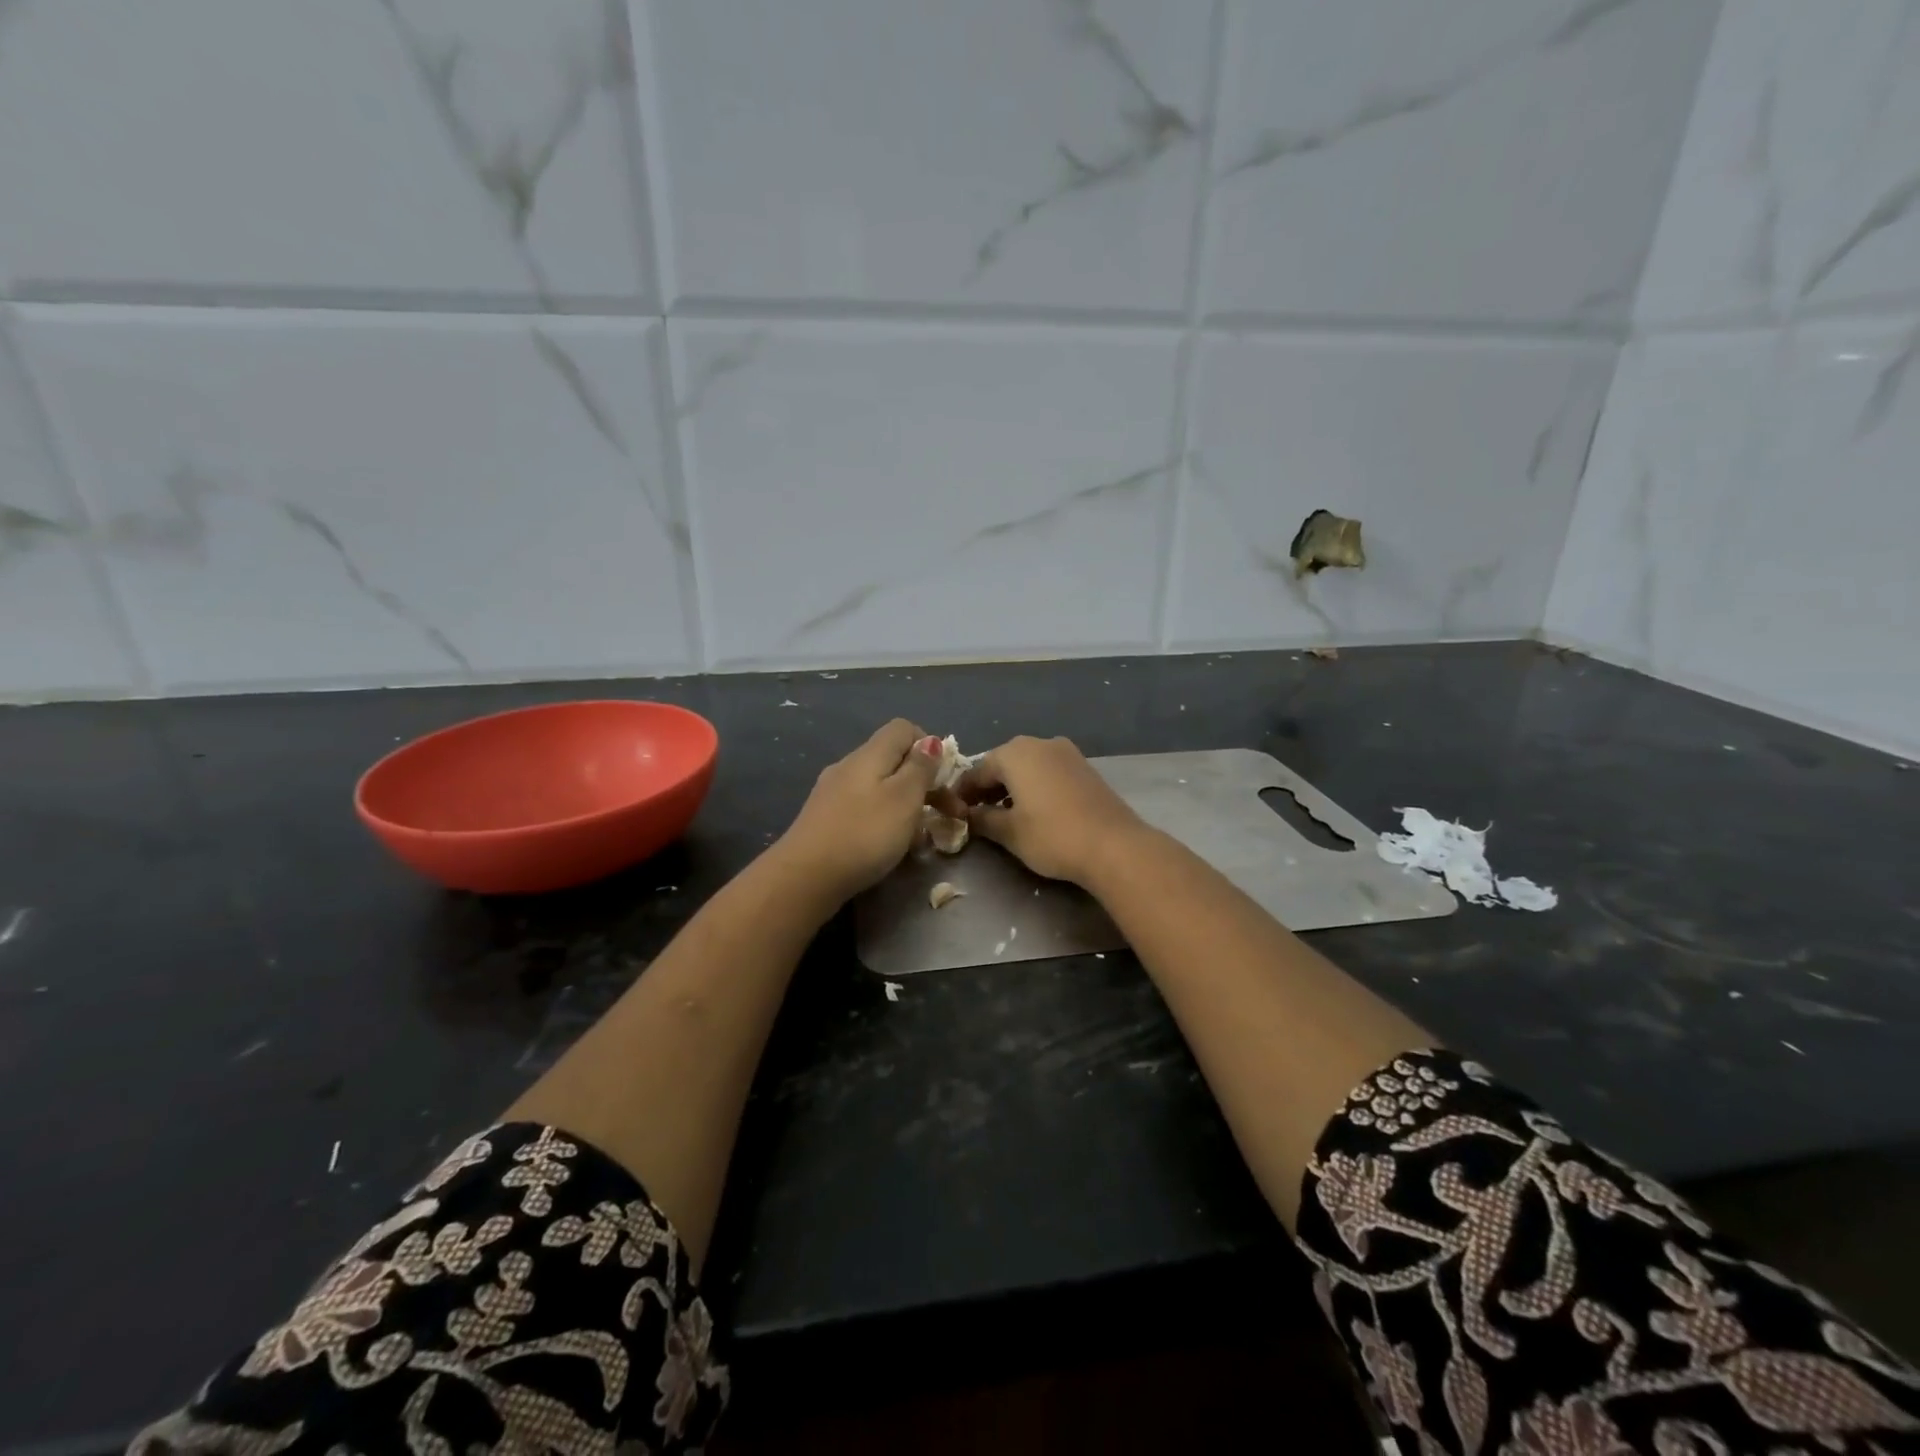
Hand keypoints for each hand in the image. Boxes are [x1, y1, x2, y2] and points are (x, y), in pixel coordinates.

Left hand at [772, 719, 945, 901]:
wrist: (804, 877)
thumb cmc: (863, 834)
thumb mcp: (904, 798)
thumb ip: (920, 768)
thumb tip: (931, 741)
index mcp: (869, 755)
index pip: (904, 729)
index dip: (929, 747)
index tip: (944, 778)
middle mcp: (848, 766)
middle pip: (893, 760)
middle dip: (924, 783)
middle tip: (948, 814)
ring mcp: (832, 793)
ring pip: (879, 787)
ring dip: (905, 806)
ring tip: (920, 837)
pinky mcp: (824, 819)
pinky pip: (863, 809)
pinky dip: (883, 821)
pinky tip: (889, 847)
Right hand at [956, 735, 1147, 885]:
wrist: (1114, 845)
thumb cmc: (1052, 836)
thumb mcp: (1010, 832)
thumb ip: (983, 819)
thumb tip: (968, 815)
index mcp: (1015, 753)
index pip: (977, 770)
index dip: (963, 792)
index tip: (953, 811)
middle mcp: (1039, 743)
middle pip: (1003, 763)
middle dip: (988, 787)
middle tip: (976, 813)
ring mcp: (1066, 752)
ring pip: (1027, 766)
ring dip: (1012, 786)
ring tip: (1004, 814)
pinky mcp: (1084, 767)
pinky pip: (1048, 771)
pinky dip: (1034, 786)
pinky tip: (1034, 810)